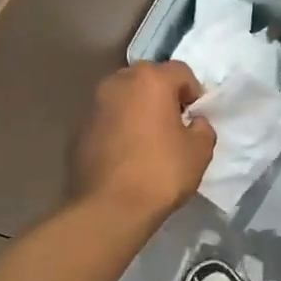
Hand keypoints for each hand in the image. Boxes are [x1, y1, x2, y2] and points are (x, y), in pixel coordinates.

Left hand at [73, 62, 215, 222]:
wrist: (109, 208)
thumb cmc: (161, 172)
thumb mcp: (200, 151)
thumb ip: (202, 127)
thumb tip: (194, 122)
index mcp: (150, 80)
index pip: (181, 71)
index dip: (194, 93)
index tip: (196, 118)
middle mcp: (118, 83)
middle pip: (148, 79)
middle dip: (163, 96)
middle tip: (174, 125)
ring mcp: (93, 105)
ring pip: (124, 98)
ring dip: (138, 111)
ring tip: (148, 140)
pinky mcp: (78, 129)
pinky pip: (107, 120)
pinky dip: (119, 128)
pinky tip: (127, 155)